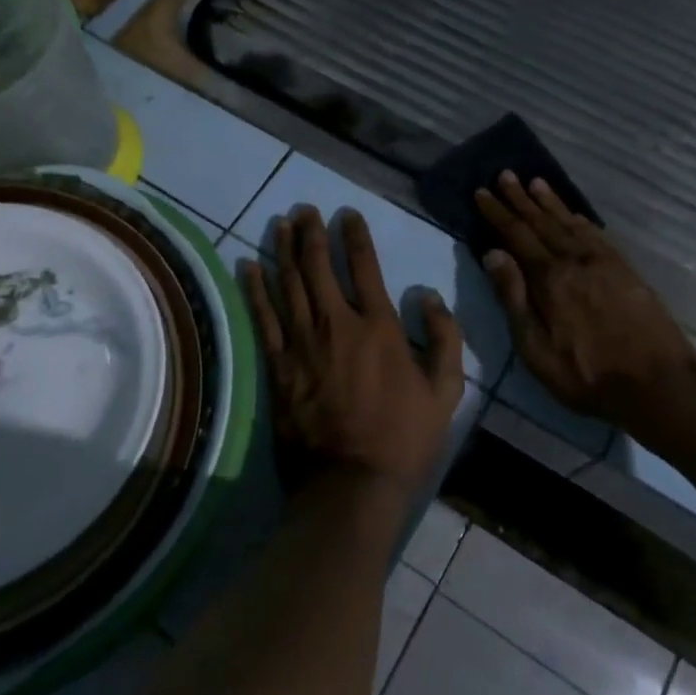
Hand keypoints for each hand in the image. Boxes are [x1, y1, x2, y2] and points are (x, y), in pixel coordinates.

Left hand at [243, 206, 465, 496]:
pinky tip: (250, 266)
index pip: (364, 266)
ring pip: (288, 284)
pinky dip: (255, 290)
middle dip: (311, 233)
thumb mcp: (446, 390)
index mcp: (378, 326)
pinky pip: (264, 319)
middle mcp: (337, 324)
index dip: (353, 235)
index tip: (346, 214)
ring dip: (283, 250)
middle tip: (305, 210)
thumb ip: (443, 337)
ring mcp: (302, 344)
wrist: (351, 484)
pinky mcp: (278, 366)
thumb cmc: (404, 437)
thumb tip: (428, 295)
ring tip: (280, 223)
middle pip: (317, 267)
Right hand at [476, 172, 695, 433]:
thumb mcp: (536, 349)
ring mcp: (604, 262)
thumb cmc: (587, 375)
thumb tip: (492, 254)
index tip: (482, 192)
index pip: (516, 235)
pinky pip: (597, 235)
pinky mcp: (626, 270)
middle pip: (542, 223)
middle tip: (505, 175)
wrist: (659, 384)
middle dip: (520, 199)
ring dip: (550, 202)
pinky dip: (581, 220)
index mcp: (549, 278)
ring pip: (570, 223)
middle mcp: (575, 260)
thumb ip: (514, 298)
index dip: (497, 213)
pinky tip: (575, 214)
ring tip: (535, 183)